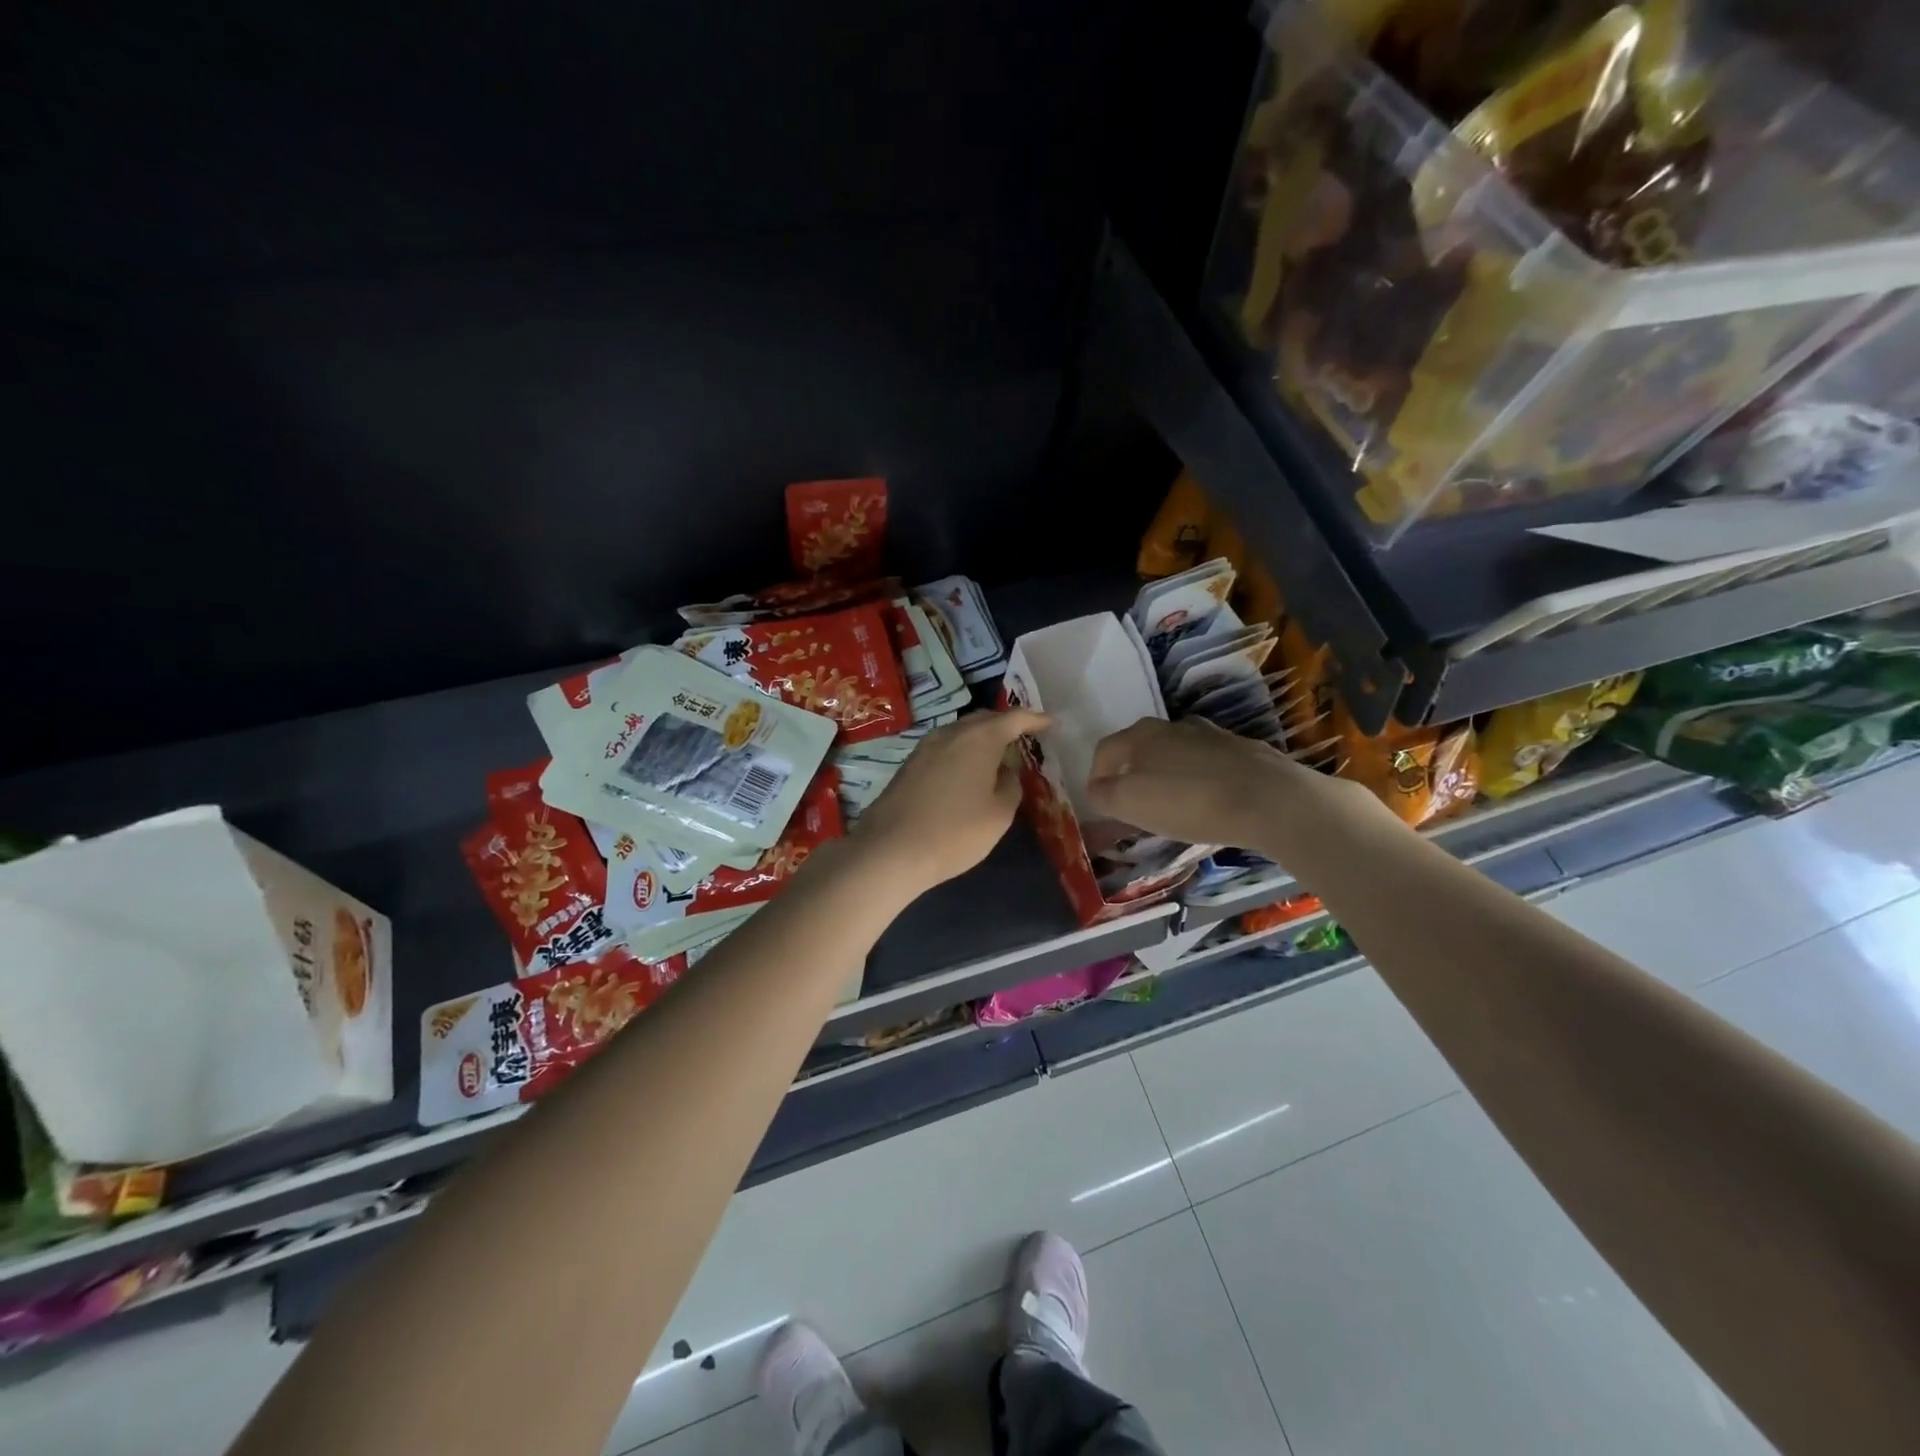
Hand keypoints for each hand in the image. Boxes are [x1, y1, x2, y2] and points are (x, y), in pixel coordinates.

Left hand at [848, 708, 1051, 896]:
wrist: (890, 850)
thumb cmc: (955, 832)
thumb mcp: (998, 815)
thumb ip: (1010, 786)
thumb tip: (1005, 772)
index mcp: (979, 739)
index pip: (1014, 718)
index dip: (1036, 720)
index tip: (1051, 723)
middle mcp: (951, 733)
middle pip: (985, 720)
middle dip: (1006, 726)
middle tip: (1025, 739)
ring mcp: (926, 747)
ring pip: (962, 733)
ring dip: (982, 739)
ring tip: (998, 757)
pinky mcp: (910, 764)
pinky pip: (946, 747)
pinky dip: (963, 752)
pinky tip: (968, 772)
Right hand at [1086, 716, 1379, 854]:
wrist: (1271, 800)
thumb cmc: (1190, 802)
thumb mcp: (1131, 803)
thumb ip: (1105, 794)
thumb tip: (1098, 787)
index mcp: (1141, 735)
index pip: (1106, 750)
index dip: (1097, 775)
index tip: (1100, 802)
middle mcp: (1174, 726)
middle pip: (1142, 748)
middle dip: (1133, 773)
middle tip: (1135, 804)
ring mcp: (1212, 735)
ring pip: (1177, 753)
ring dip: (1169, 775)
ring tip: (1174, 804)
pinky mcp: (1244, 751)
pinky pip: (1209, 765)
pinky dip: (1201, 780)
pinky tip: (1210, 802)